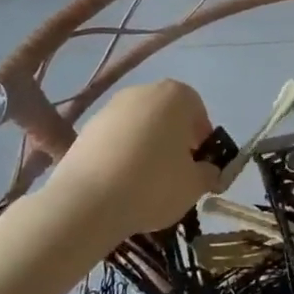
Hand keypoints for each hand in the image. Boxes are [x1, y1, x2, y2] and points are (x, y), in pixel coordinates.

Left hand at [49, 80, 223, 240]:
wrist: (87, 202)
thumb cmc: (153, 185)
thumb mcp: (194, 185)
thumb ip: (208, 173)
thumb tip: (207, 171)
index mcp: (175, 96)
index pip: (197, 111)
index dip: (201, 138)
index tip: (198, 163)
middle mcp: (142, 92)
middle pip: (166, 114)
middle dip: (173, 138)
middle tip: (174, 171)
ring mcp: (110, 108)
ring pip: (138, 126)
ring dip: (145, 146)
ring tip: (143, 181)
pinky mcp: (86, 129)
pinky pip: (114, 139)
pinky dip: (120, 155)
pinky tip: (119, 183)